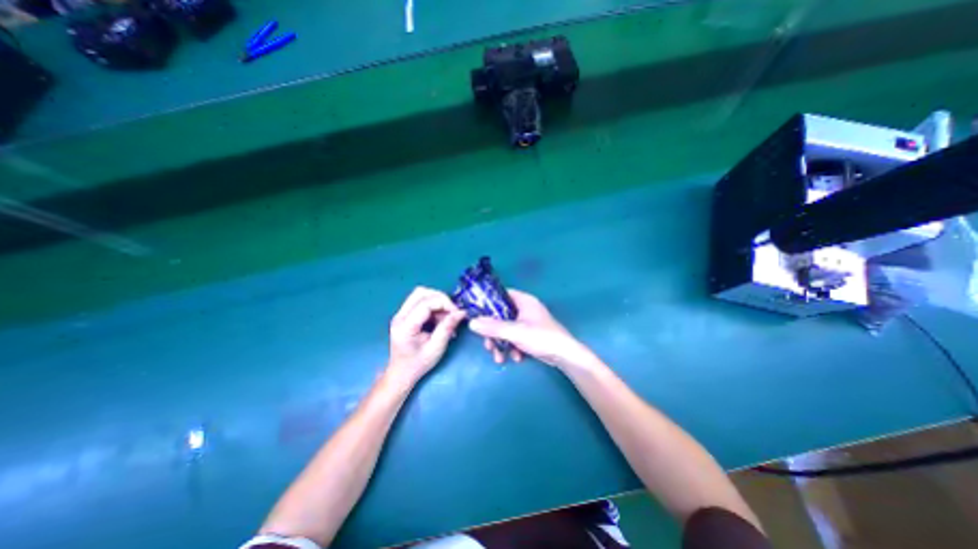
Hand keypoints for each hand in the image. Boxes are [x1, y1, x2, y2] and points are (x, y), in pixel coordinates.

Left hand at [385, 286, 465, 386]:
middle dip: (441, 298)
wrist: (401, 373)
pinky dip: (434, 306)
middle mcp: (400, 316)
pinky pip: (420, 301)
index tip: (457, 313)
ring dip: (437, 301)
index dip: (444, 303)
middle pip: (421, 292)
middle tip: (452, 312)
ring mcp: (400, 314)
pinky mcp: (404, 314)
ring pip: (421, 294)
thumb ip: (447, 328)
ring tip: (446, 317)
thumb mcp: (436, 348)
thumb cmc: (418, 364)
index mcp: (405, 326)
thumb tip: (461, 312)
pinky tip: (439, 319)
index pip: (426, 303)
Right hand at [463, 289, 595, 371]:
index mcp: (523, 300)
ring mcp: (527, 322)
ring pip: (506, 328)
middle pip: (500, 315)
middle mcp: (524, 308)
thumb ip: (494, 327)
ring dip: (501, 343)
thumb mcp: (516, 332)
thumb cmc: (542, 338)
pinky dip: (511, 347)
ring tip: (499, 357)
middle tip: (488, 345)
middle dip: (493, 332)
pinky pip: (514, 337)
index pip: (501, 295)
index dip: (487, 303)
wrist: (565, 356)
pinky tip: (515, 358)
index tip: (476, 314)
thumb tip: (472, 323)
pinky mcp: (529, 334)